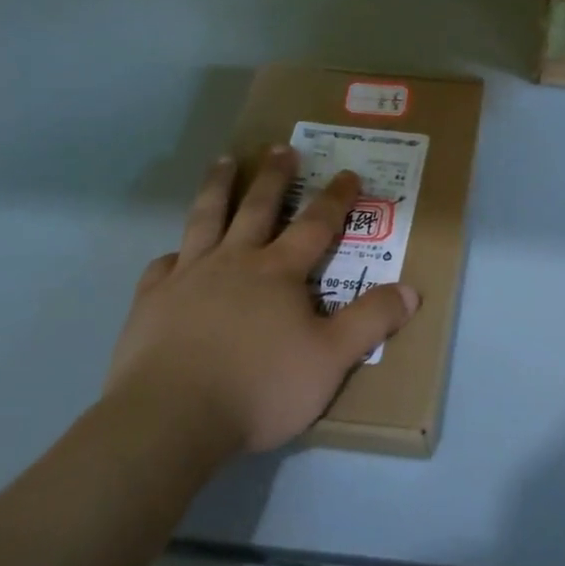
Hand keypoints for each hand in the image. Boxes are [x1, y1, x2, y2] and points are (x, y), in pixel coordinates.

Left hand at [104, 146, 418, 455]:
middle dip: (275, 176)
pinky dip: (173, 254)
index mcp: (279, 271)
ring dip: (218, 187)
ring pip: (206, 218)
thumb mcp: (332, 359)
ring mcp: (189, 277)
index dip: (336, 198)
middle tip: (281, 147)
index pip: (316, 224)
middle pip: (258, 207)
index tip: (348, 172)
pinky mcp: (152, 301)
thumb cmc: (260, 387)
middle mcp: (235, 261)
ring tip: (224, 161)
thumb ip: (371, 321)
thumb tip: (411, 290)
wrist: (172, 418)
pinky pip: (163, 265)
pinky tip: (173, 254)